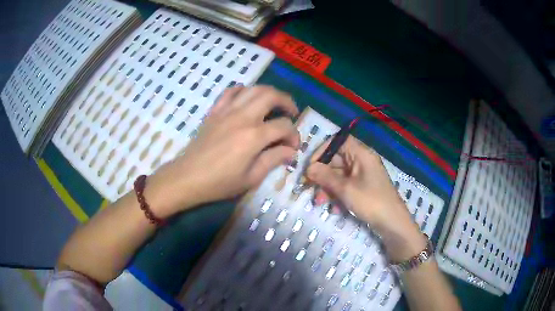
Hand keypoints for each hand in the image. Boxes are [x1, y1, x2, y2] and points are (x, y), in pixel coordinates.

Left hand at [147, 86, 299, 216]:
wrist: (188, 177)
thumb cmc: (219, 183)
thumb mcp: (251, 178)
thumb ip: (273, 159)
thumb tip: (290, 150)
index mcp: (254, 136)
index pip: (284, 126)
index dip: (294, 135)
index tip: (293, 147)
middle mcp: (242, 117)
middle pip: (271, 95)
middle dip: (287, 102)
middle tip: (292, 113)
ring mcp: (227, 111)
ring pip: (253, 89)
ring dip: (269, 93)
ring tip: (274, 104)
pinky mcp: (215, 111)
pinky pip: (231, 91)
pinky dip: (243, 90)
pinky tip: (248, 99)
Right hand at [306, 136, 425, 261]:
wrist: (392, 223)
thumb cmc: (371, 201)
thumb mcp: (346, 189)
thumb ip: (325, 176)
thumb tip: (308, 168)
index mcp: (361, 154)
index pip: (338, 142)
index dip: (322, 151)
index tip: (311, 166)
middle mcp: (362, 161)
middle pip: (336, 160)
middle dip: (322, 175)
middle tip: (309, 187)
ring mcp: (363, 176)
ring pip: (339, 176)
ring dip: (328, 188)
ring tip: (319, 202)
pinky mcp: (363, 189)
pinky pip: (346, 186)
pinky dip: (338, 195)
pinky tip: (335, 209)